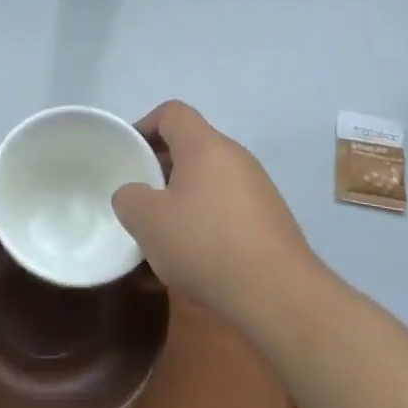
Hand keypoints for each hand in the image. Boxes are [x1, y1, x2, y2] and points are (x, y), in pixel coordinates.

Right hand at [112, 101, 317, 326]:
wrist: (279, 294)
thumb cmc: (205, 244)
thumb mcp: (148, 221)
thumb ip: (129, 198)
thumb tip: (135, 196)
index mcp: (205, 146)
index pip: (172, 113)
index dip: (144, 126)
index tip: (128, 155)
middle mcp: (235, 159)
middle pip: (189, 151)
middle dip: (158, 175)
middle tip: (138, 203)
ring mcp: (256, 191)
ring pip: (204, 188)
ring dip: (178, 209)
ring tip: (156, 247)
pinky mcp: (267, 223)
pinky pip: (223, 215)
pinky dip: (201, 231)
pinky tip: (184, 271)